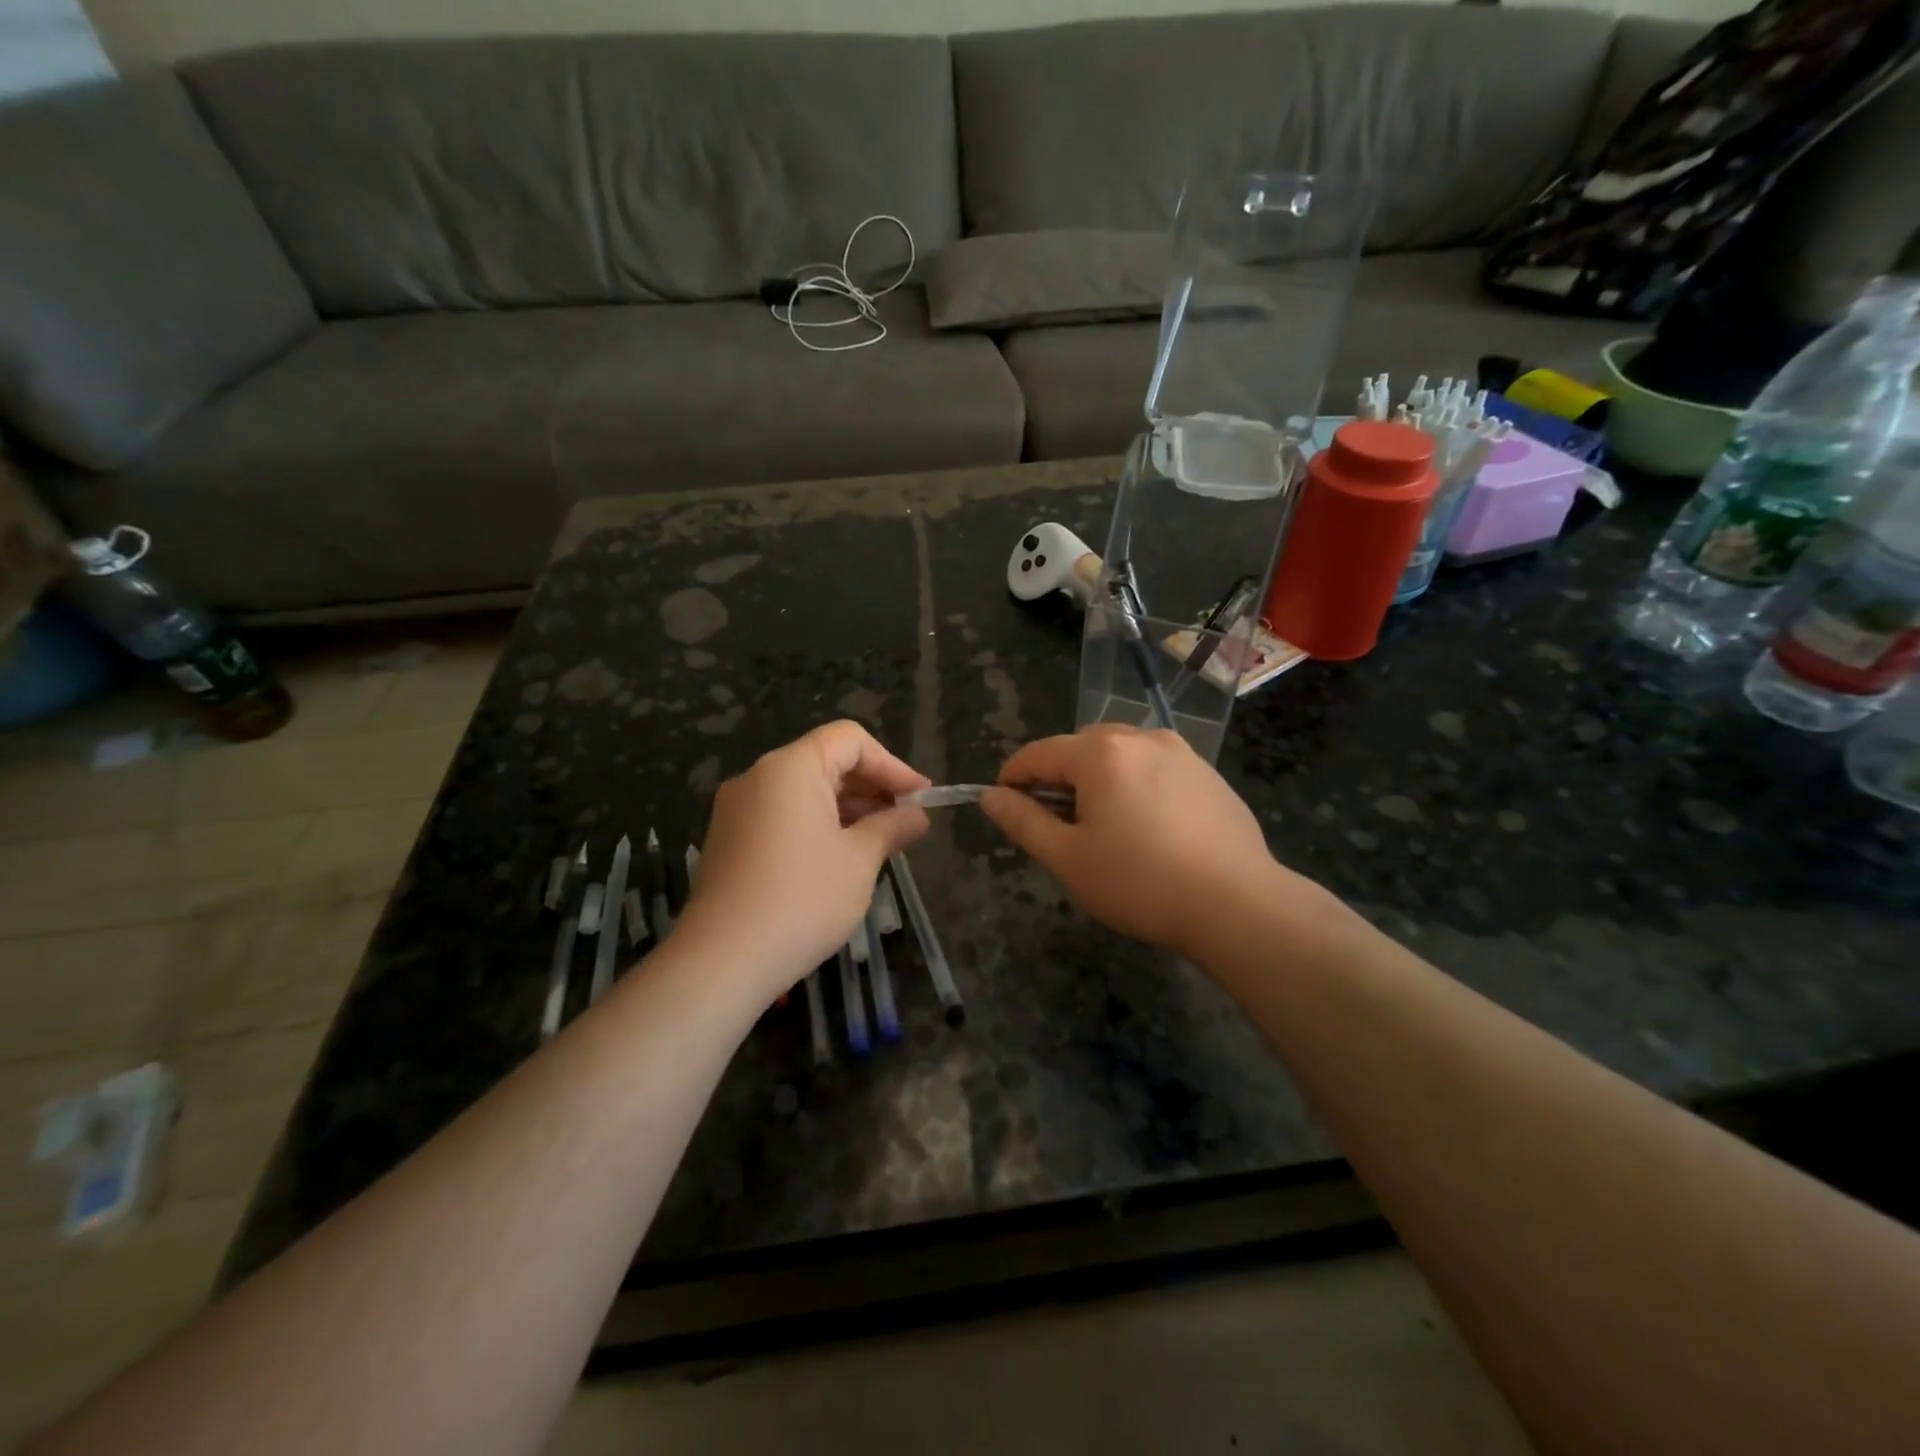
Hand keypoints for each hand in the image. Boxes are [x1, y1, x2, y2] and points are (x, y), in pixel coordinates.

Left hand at [679, 721, 930, 1002]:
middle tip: (906, 821)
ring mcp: (737, 810)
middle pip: (825, 761)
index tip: (920, 797)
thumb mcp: (860, 860)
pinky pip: (782, 816)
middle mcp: (758, 777)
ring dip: (846, 809)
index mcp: (790, 768)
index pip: (850, 739)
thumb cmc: (803, 899)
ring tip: (880, 842)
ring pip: (803, 791)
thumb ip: (891, 827)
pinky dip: (817, 825)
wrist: (723, 960)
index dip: (891, 764)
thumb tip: (917, 816)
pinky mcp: (728, 841)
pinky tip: (840, 859)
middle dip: (871, 787)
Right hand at [983, 726, 1305, 962]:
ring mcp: (1182, 753)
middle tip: (1057, 825)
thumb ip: (1023, 821)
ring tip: (1104, 828)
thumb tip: (990, 796)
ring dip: (1100, 781)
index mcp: (1101, 753)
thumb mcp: (1068, 858)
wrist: (1238, 905)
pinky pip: (1156, 770)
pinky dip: (1137, 787)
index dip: (1013, 777)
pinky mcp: (1209, 775)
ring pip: (1121, 757)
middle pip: (1081, 748)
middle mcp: (1142, 738)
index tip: (1002, 803)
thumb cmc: (1140, 882)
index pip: (1039, 754)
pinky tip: (1149, 830)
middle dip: (1059, 779)